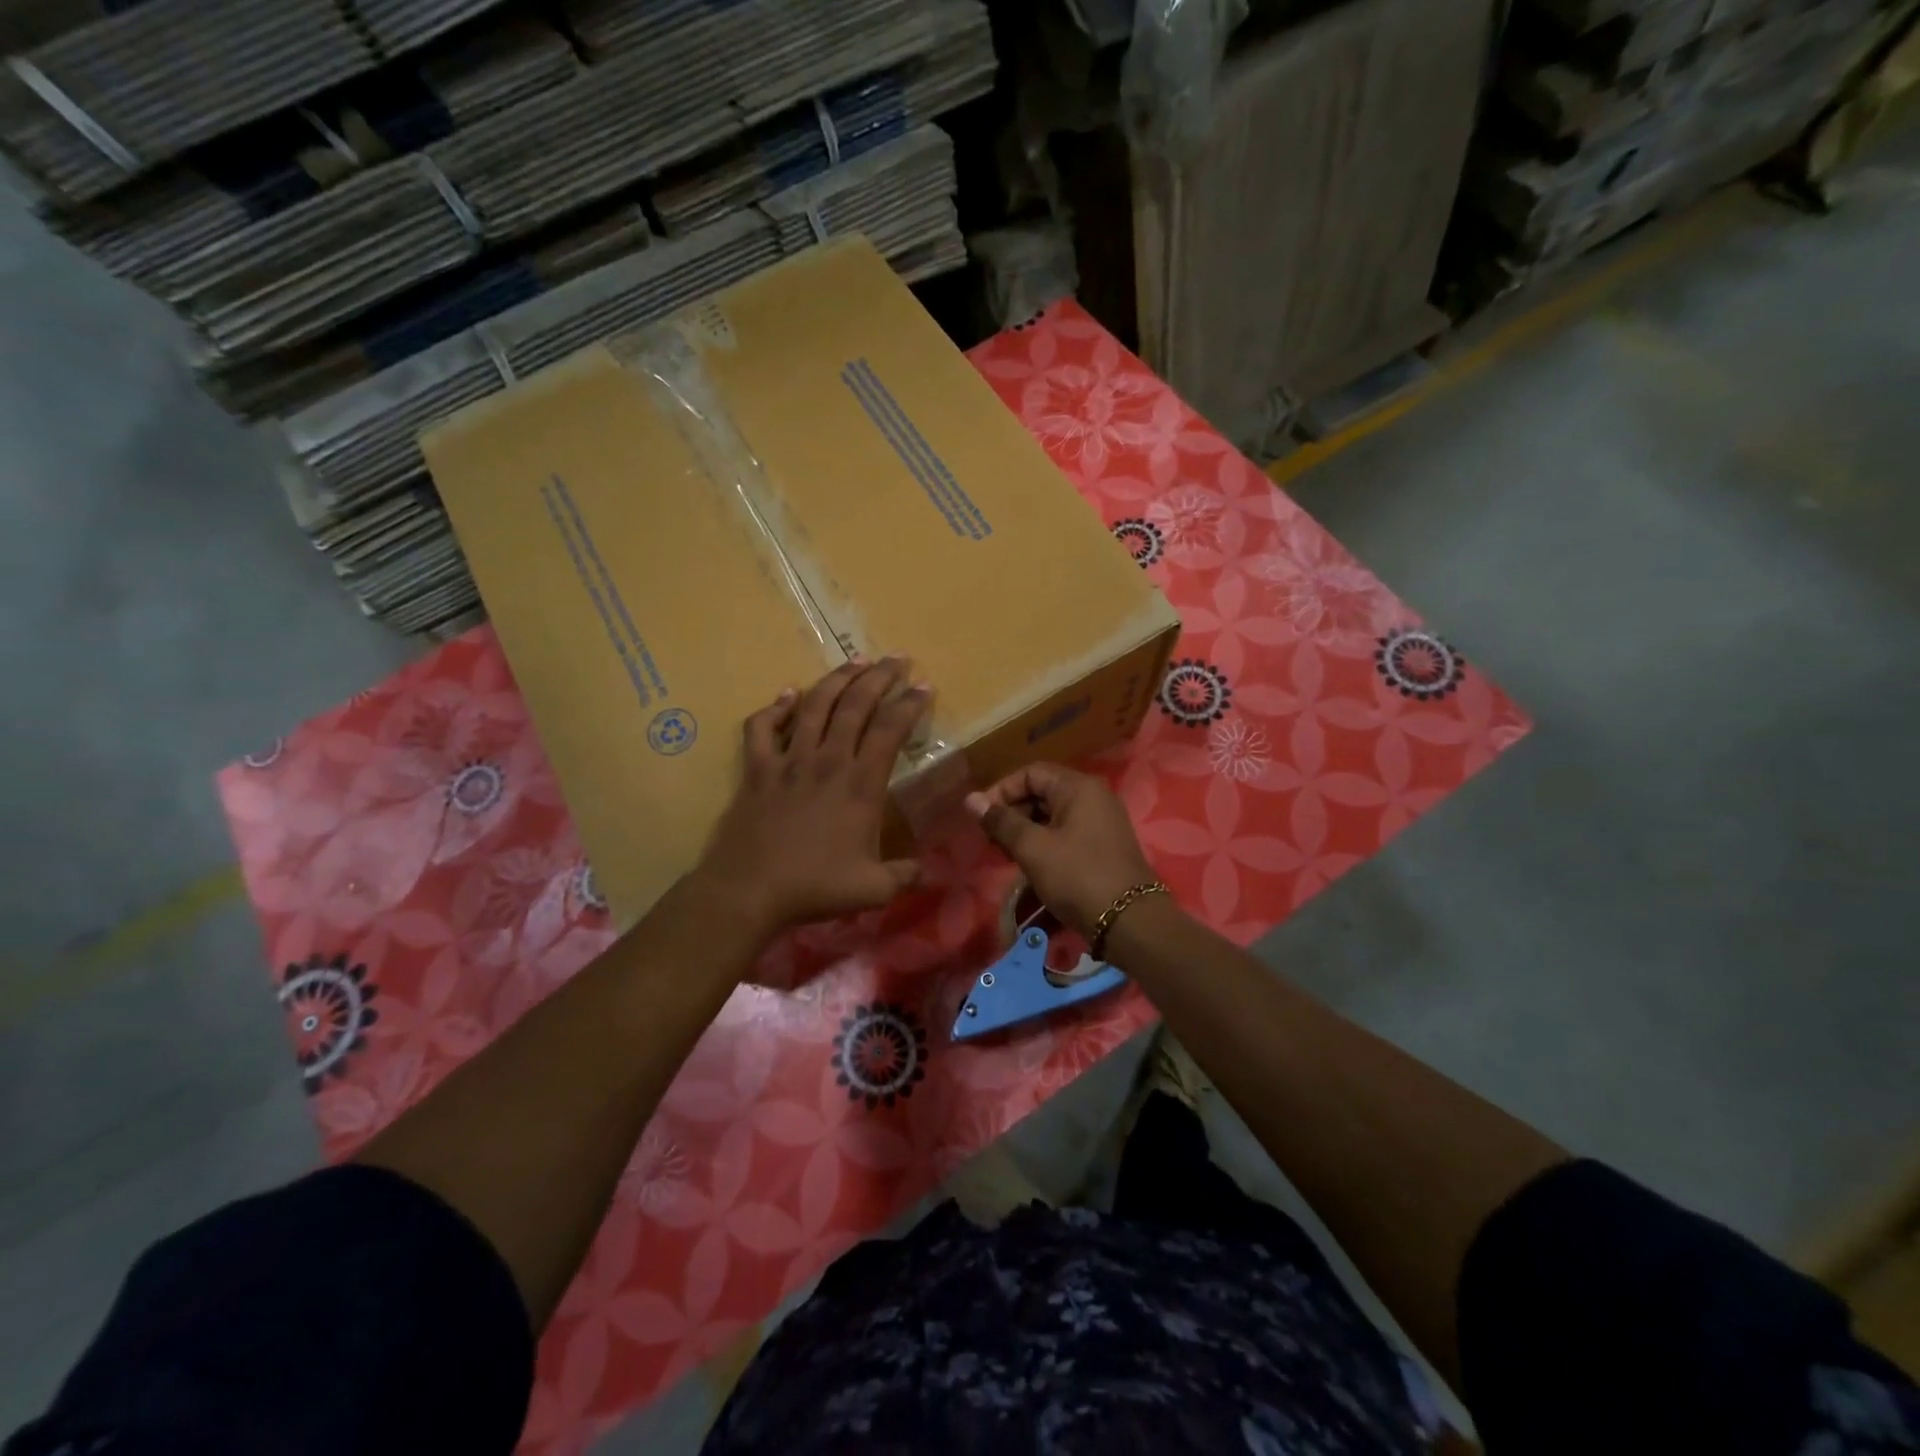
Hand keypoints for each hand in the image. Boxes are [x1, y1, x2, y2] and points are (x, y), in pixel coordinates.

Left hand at [695, 658, 928, 937]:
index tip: (924, 686)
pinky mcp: (757, 769)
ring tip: (856, 661)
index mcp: (860, 783)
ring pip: (814, 705)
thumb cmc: (814, 887)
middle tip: (897, 658)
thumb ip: (906, 875)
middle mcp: (827, 760)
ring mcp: (788, 760)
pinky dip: (775, 707)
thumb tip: (931, 871)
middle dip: (880, 676)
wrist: (749, 891)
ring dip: (837, 679)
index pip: (890, 729)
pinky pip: (762, 727)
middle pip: (855, 704)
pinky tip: (787, 694)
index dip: (910, 704)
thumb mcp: (874, 889)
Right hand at [965, 763, 1157, 937]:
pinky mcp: (1103, 846)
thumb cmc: (1077, 877)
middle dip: (1012, 812)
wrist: (1129, 922)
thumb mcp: (1033, 848)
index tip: (981, 817)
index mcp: (1078, 787)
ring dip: (1026, 830)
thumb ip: (1001, 821)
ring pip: (1053, 815)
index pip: (1031, 773)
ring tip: (1006, 854)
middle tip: (991, 840)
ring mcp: (1102, 822)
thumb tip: (971, 799)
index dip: (1002, 790)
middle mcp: (1094, 797)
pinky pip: (1067, 833)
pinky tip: (1030, 864)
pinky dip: (1044, 843)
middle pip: (1043, 792)